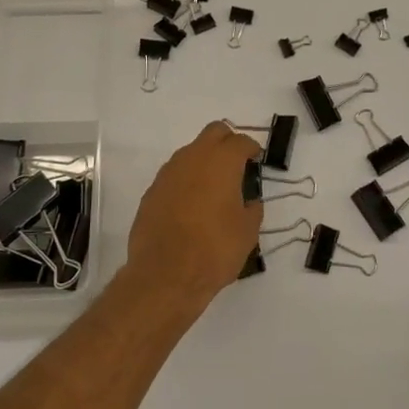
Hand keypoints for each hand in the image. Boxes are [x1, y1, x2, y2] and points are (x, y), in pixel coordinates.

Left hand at [123, 122, 263, 312]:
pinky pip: (174, 175)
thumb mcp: (247, 232)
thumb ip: (252, 208)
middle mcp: (192, 158)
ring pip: (190, 152)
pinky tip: (191, 206)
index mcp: (221, 161)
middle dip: (227, 142)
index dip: (251, 149)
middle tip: (237, 165)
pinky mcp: (152, 191)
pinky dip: (186, 181)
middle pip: (213, 133)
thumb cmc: (215, 250)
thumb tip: (249, 202)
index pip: (240, 141)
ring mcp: (168, 173)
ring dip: (204, 161)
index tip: (256, 161)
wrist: (165, 275)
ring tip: (214, 188)